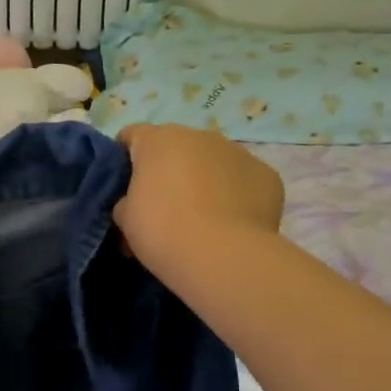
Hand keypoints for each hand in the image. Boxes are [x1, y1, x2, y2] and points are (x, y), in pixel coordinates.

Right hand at [114, 125, 284, 263]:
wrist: (222, 255)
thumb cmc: (161, 230)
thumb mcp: (124, 218)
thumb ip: (126, 201)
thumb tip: (135, 204)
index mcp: (157, 139)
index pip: (131, 135)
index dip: (124, 158)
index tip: (124, 185)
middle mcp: (198, 135)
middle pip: (176, 146)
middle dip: (168, 169)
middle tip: (163, 205)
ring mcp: (237, 152)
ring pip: (212, 160)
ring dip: (203, 178)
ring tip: (201, 217)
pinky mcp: (266, 174)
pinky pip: (242, 180)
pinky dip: (235, 194)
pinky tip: (230, 223)